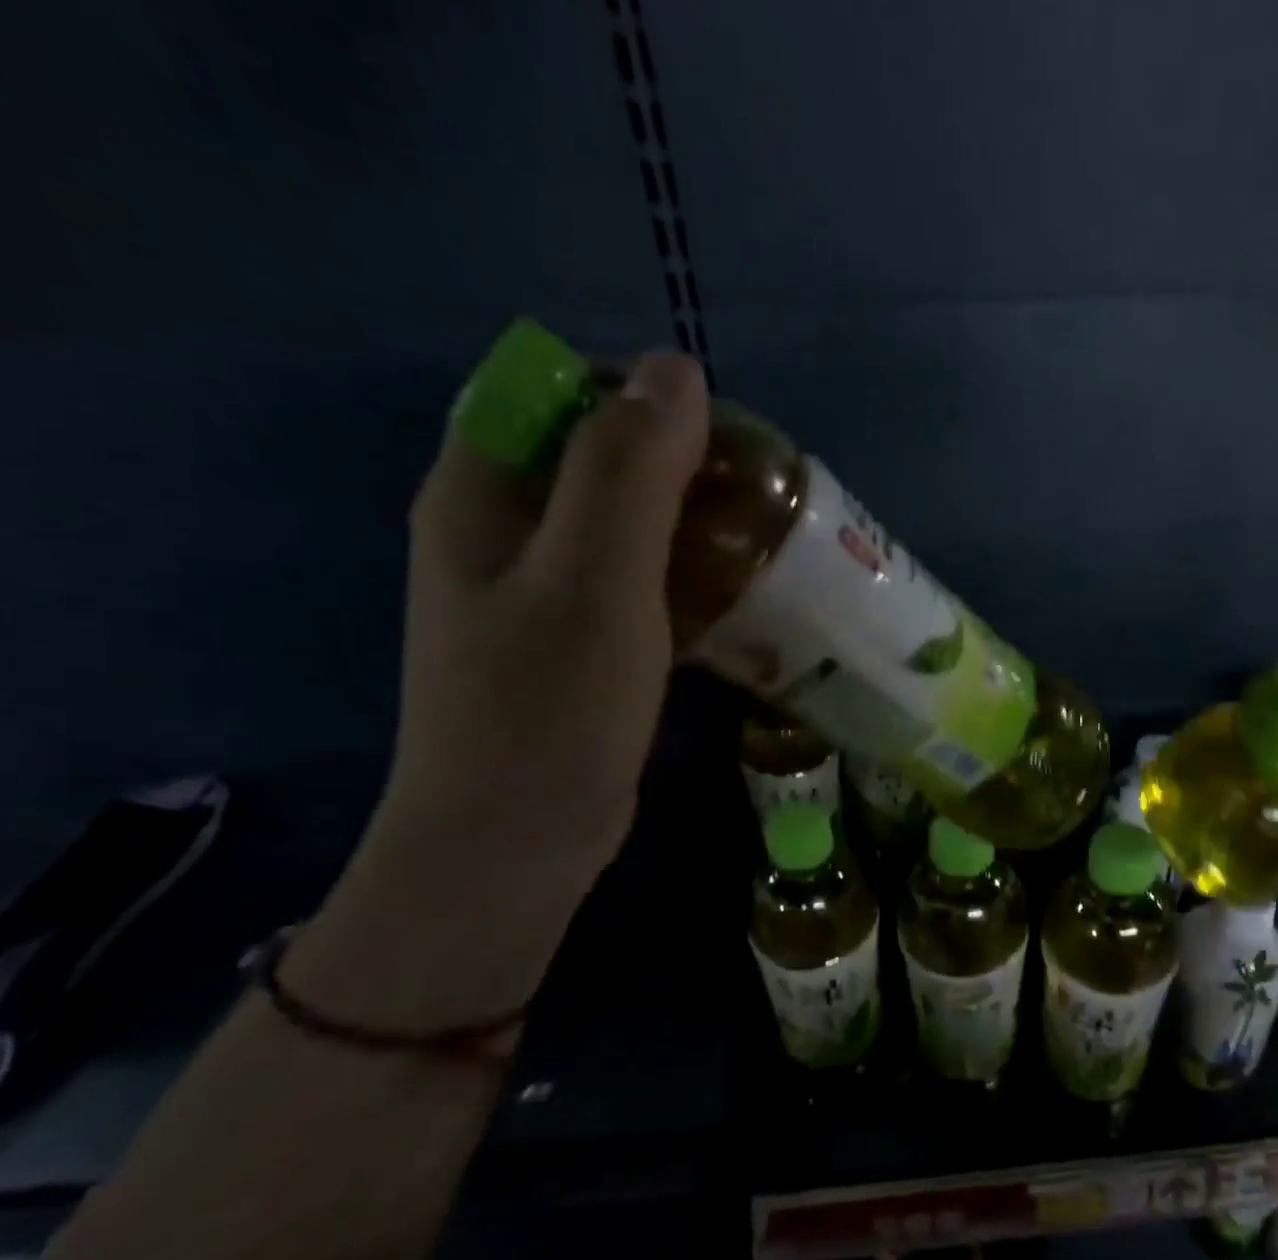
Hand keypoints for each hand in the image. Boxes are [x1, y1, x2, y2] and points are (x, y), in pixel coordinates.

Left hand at [381, 350, 708, 886]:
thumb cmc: (548, 707)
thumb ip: (629, 469)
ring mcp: (539, 595)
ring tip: (763, 545)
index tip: (720, 439)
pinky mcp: (576, 646)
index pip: (555, 392)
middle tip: (759, 499)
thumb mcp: (593, 576)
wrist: (515, 842)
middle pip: (596, 461)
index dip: (637, 397)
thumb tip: (675, 368)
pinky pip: (635, 587)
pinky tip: (738, 603)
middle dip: (679, 467)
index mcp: (482, 491)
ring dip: (691, 527)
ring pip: (624, 528)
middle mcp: (502, 532)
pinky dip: (684, 581)